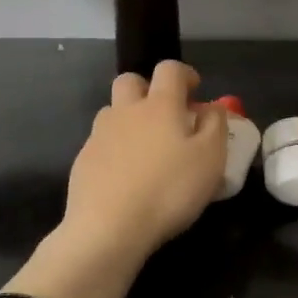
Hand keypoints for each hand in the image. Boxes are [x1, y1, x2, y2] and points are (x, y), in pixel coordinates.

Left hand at [60, 60, 226, 268]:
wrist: (108, 228)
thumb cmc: (169, 190)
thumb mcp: (210, 159)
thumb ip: (215, 126)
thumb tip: (211, 107)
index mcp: (160, 105)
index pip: (169, 69)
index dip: (184, 74)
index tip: (195, 91)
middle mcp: (126, 111)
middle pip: (131, 81)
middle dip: (148, 89)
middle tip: (165, 115)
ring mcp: (99, 135)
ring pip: (113, 112)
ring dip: (129, 119)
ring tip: (145, 149)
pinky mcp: (82, 161)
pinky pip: (101, 143)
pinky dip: (115, 150)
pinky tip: (125, 176)